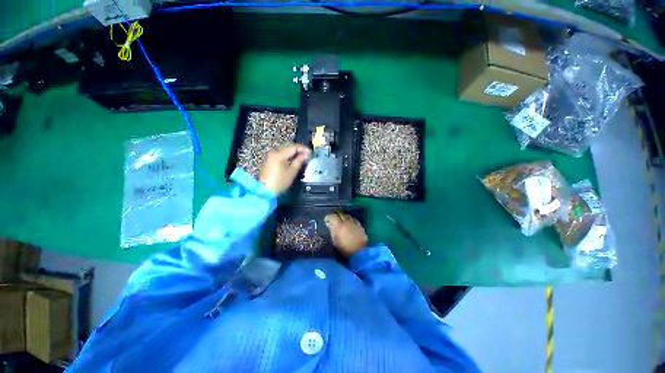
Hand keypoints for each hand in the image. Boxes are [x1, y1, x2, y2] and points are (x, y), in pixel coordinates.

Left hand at [259, 144, 310, 194]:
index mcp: (279, 154)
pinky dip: (288, 158)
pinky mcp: (270, 162)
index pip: (293, 147)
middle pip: (289, 148)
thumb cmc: (280, 182)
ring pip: (285, 152)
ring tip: (302, 159)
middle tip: (307, 156)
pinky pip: (281, 157)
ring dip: (294, 155)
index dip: (303, 149)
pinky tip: (293, 162)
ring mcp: (271, 158)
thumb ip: (300, 161)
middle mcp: (274, 153)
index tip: (310, 152)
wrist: (266, 191)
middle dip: (299, 151)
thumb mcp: (292, 171)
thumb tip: (306, 155)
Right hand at [325, 212, 367, 257]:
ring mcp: (354, 223)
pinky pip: (354, 219)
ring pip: (347, 215)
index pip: (332, 216)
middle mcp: (347, 222)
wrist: (360, 254)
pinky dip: (350, 220)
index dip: (328, 217)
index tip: (326, 220)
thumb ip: (332, 231)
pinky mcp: (360, 226)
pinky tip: (349, 223)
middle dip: (336, 215)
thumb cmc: (345, 250)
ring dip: (343, 216)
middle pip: (340, 214)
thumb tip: (329, 224)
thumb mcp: (335, 242)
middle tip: (333, 219)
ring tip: (341, 220)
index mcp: (339, 226)